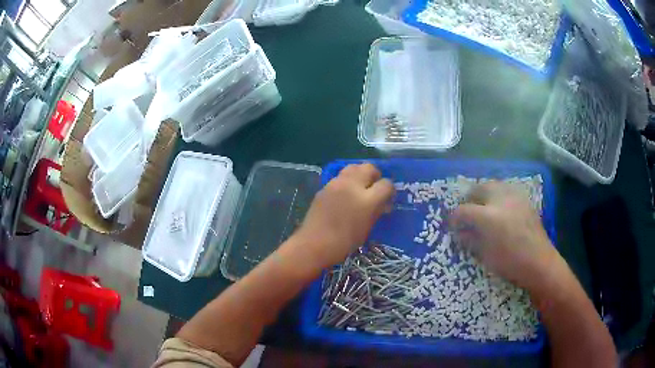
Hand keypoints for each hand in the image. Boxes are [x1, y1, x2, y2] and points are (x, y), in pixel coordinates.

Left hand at [292, 163, 394, 268]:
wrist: (314, 244)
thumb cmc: (344, 243)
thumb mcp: (367, 228)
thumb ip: (377, 211)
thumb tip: (384, 203)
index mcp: (367, 200)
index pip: (386, 184)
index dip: (389, 190)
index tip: (388, 197)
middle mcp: (352, 185)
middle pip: (369, 168)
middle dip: (375, 175)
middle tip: (374, 187)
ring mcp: (336, 183)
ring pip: (353, 167)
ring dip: (360, 174)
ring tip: (360, 187)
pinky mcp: (325, 186)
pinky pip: (340, 177)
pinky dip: (347, 181)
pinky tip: (345, 194)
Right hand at [450, 182, 559, 290]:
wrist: (539, 261)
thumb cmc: (510, 263)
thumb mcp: (485, 255)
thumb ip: (470, 240)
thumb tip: (460, 232)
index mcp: (488, 217)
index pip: (463, 210)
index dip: (454, 217)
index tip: (452, 224)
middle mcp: (500, 200)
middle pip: (478, 188)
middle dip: (469, 199)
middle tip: (467, 212)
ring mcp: (514, 197)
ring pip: (493, 185)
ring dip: (483, 194)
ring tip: (483, 207)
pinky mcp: (523, 199)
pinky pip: (506, 190)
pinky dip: (498, 195)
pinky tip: (500, 208)